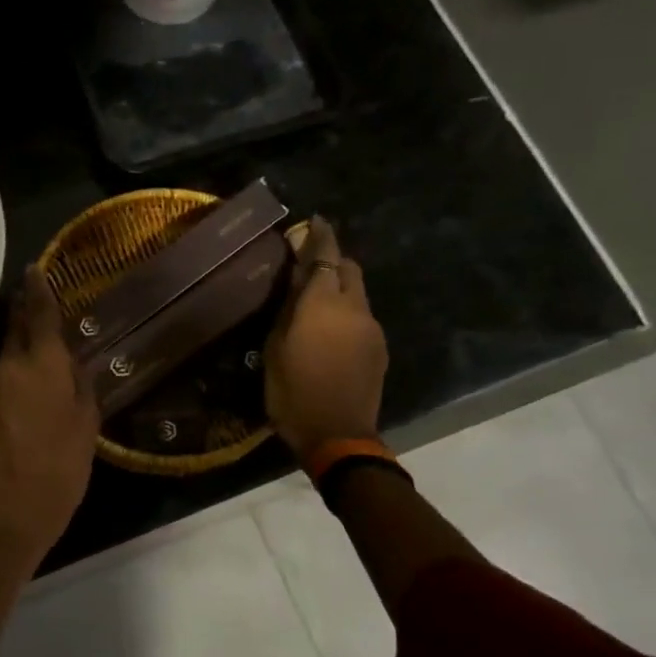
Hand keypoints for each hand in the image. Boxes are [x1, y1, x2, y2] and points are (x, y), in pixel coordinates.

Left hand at [0, 267, 100, 556]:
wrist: (18, 504)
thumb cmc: (65, 461)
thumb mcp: (88, 420)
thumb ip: (81, 383)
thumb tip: (74, 363)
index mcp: (42, 364)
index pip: (40, 314)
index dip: (38, 288)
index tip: (34, 268)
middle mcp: (10, 366)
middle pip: (16, 328)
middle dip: (24, 311)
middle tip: (33, 298)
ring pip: (7, 357)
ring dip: (21, 351)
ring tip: (40, 359)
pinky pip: (0, 381)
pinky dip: (13, 379)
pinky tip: (26, 396)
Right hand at [264, 216, 388, 460]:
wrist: (337, 435)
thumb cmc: (292, 392)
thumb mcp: (275, 348)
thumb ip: (288, 308)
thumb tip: (296, 278)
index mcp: (323, 304)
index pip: (325, 256)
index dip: (320, 235)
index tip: (315, 220)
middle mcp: (354, 308)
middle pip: (348, 268)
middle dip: (332, 260)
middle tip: (309, 265)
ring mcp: (372, 328)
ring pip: (357, 293)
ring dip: (339, 289)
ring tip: (316, 303)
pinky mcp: (379, 348)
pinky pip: (362, 317)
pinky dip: (347, 313)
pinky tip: (330, 332)